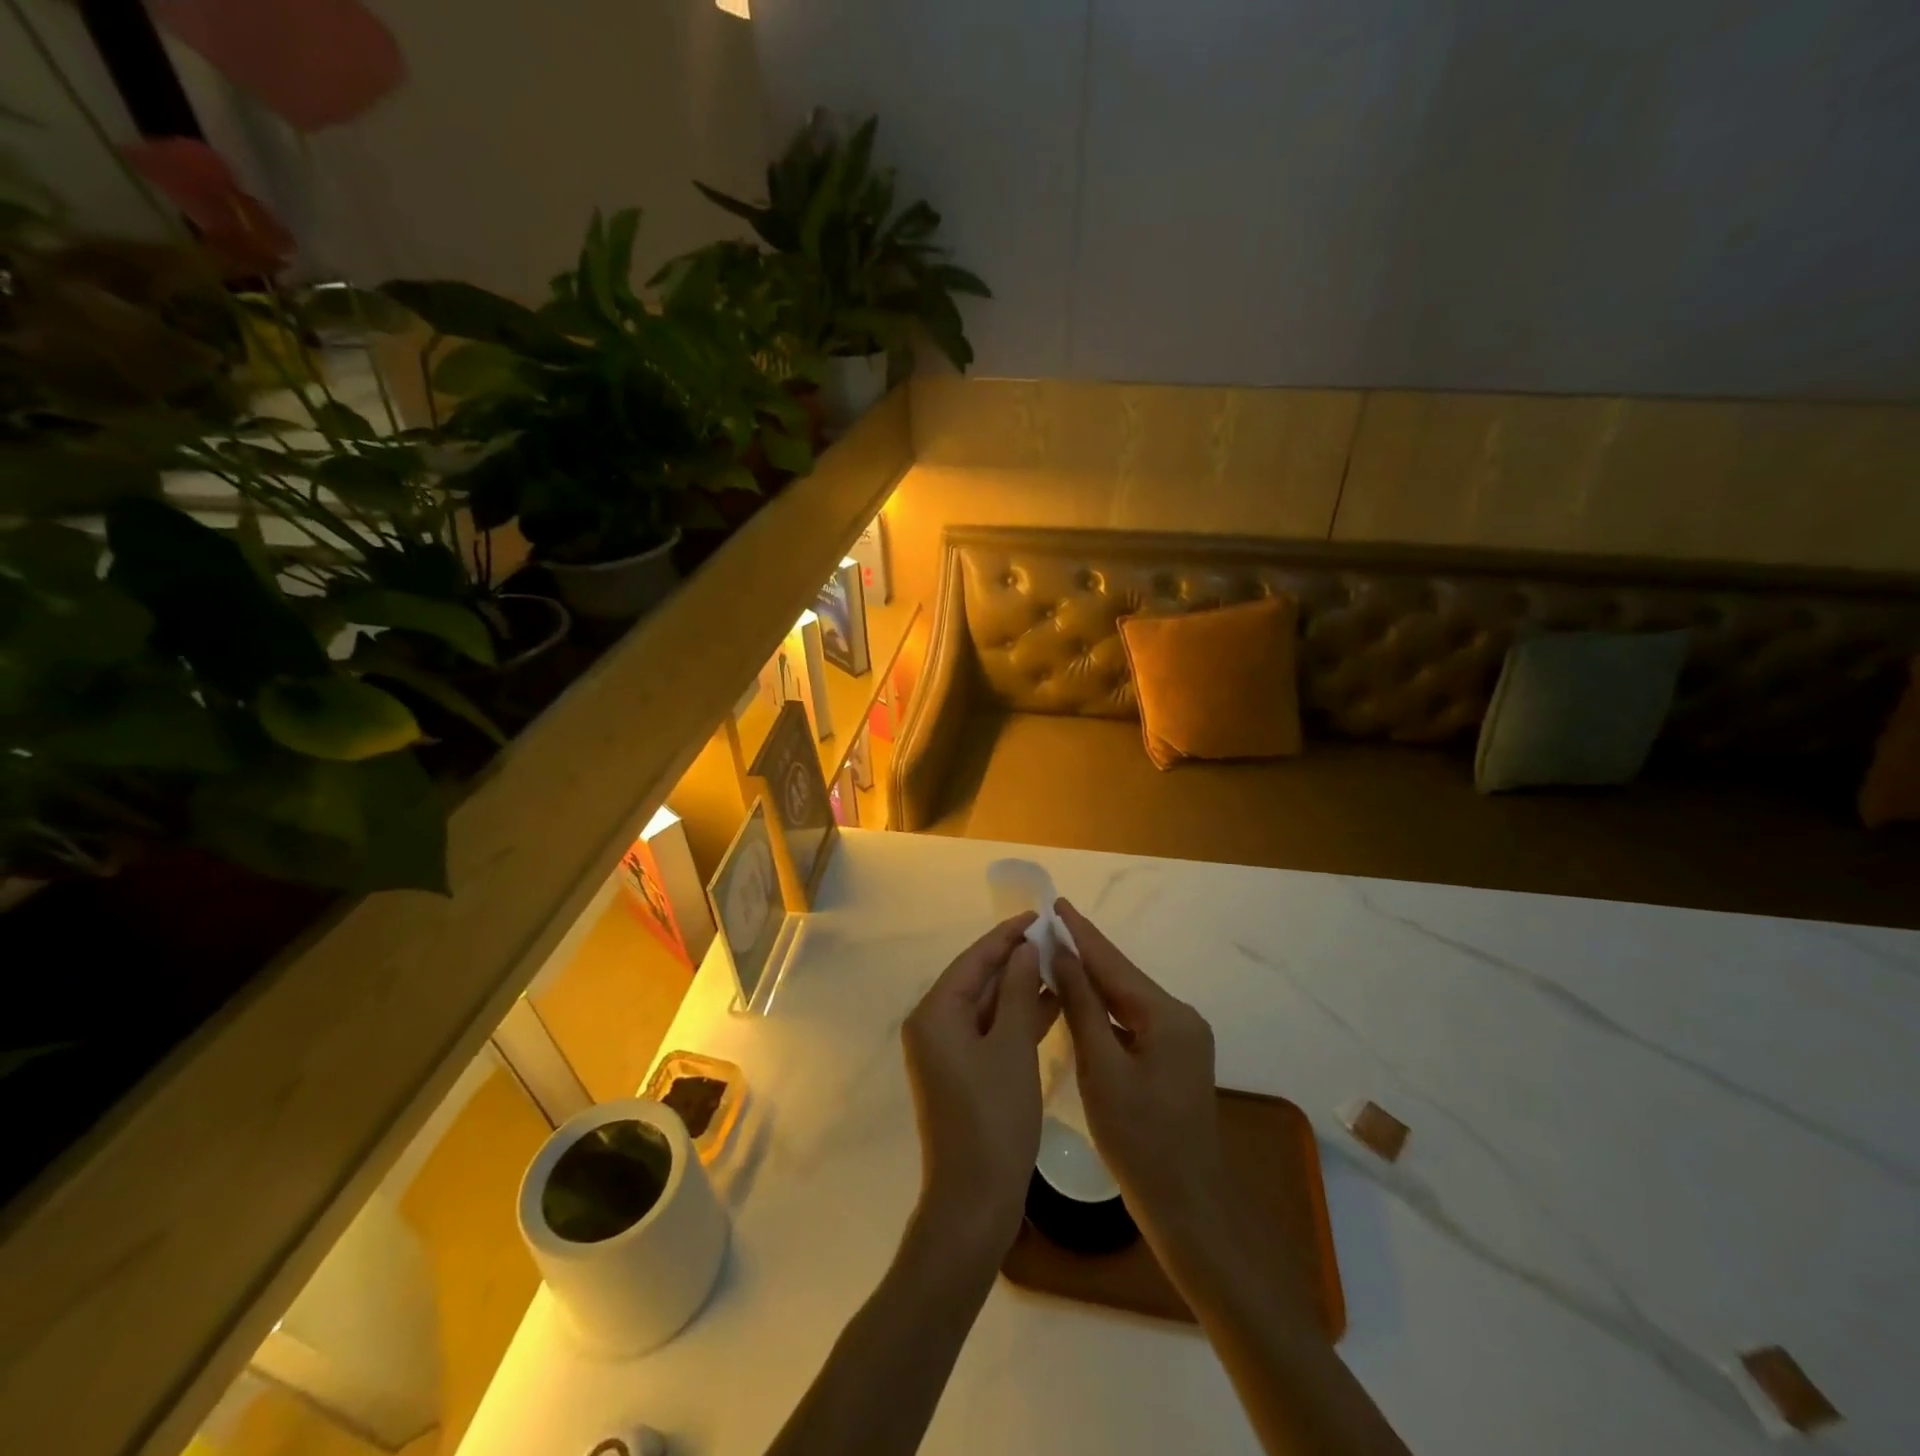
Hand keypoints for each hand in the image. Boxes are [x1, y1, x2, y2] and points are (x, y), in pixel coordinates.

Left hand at [901, 913, 1057, 1257]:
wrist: (974, 1202)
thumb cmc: (994, 1118)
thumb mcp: (1011, 1047)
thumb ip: (1017, 991)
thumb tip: (1023, 949)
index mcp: (934, 1014)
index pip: (973, 960)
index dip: (1006, 935)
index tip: (1038, 915)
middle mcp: (933, 1026)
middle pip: (977, 980)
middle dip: (1015, 960)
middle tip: (1054, 939)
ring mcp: (946, 1052)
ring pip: (986, 1006)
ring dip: (1020, 988)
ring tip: (1059, 965)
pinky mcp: (962, 1073)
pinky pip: (990, 1032)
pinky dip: (1017, 1019)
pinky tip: (1051, 1006)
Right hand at [1051, 899, 1228, 1242]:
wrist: (1188, 1209)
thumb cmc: (1140, 1142)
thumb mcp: (1102, 1070)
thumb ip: (1083, 1007)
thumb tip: (1062, 955)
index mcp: (1168, 1016)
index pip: (1113, 963)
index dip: (1081, 933)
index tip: (1055, 903)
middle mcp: (1180, 1018)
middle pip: (1122, 978)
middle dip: (1084, 952)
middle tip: (1047, 926)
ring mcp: (1180, 1040)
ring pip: (1127, 1000)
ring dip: (1092, 980)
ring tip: (1055, 954)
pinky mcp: (1173, 1060)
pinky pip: (1132, 1022)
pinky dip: (1104, 1010)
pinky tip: (1079, 1002)